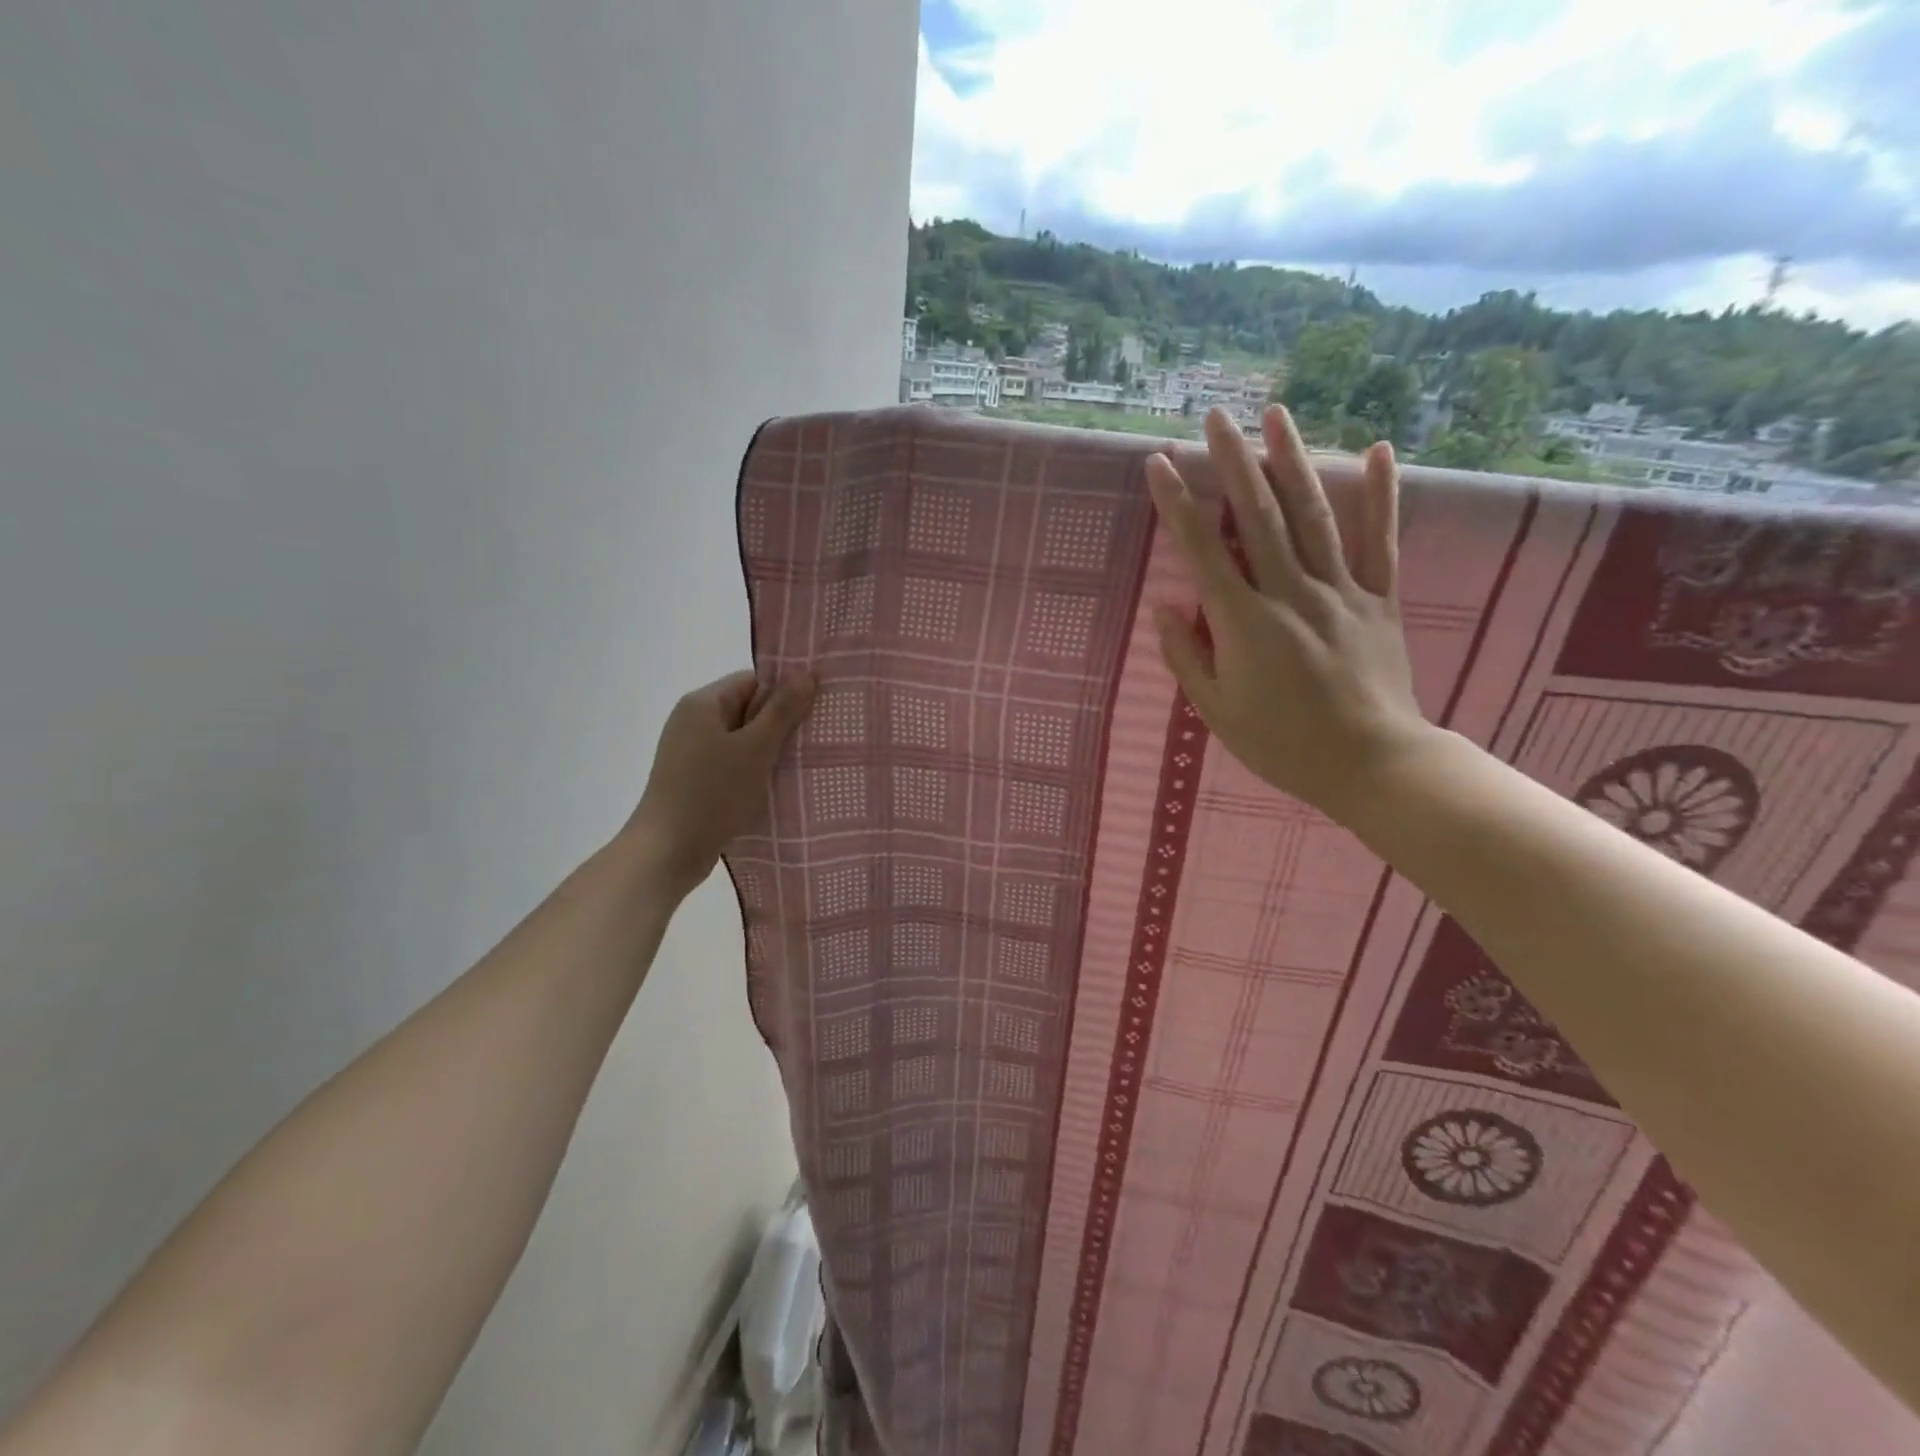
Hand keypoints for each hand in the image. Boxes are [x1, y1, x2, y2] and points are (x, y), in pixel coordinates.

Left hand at [624, 669, 815, 896]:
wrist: (668, 852)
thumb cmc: (712, 793)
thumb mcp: (755, 748)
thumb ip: (782, 710)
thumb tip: (806, 673)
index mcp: (703, 704)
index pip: (753, 681)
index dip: (784, 693)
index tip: (815, 712)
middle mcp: (693, 721)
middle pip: (748, 709)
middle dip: (780, 724)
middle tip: (815, 740)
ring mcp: (691, 752)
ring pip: (743, 740)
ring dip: (769, 751)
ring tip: (801, 764)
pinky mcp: (695, 780)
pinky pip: (732, 763)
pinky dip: (754, 770)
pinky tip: (775, 786)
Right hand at [1147, 406, 1430, 823]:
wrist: (1370, 764)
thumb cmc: (1281, 744)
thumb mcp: (1217, 712)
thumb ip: (1188, 657)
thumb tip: (1165, 609)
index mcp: (1245, 623)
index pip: (1203, 551)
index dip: (1178, 505)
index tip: (1159, 464)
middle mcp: (1291, 593)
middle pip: (1258, 517)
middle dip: (1233, 463)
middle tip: (1215, 418)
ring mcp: (1340, 591)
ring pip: (1313, 516)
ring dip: (1293, 461)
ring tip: (1275, 415)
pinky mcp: (1379, 600)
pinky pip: (1380, 541)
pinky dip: (1381, 495)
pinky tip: (1378, 450)